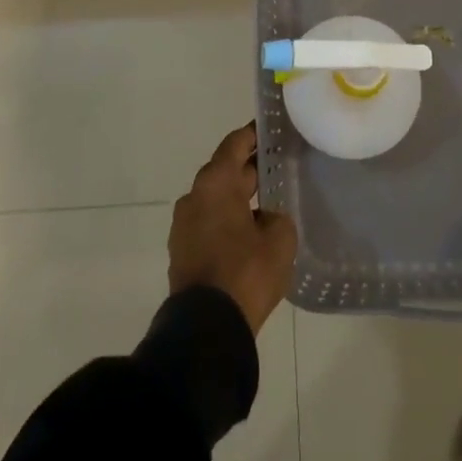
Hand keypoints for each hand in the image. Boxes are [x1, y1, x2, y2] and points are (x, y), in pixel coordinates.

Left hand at [168, 123, 298, 336]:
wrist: (208, 329)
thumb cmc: (245, 272)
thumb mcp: (279, 238)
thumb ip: (276, 216)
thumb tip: (265, 218)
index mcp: (215, 183)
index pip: (235, 144)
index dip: (254, 135)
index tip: (273, 131)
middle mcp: (194, 196)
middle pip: (225, 171)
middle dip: (250, 169)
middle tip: (279, 167)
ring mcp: (184, 225)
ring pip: (216, 200)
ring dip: (238, 198)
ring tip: (268, 203)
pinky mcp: (182, 252)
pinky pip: (209, 223)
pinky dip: (227, 221)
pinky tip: (250, 234)